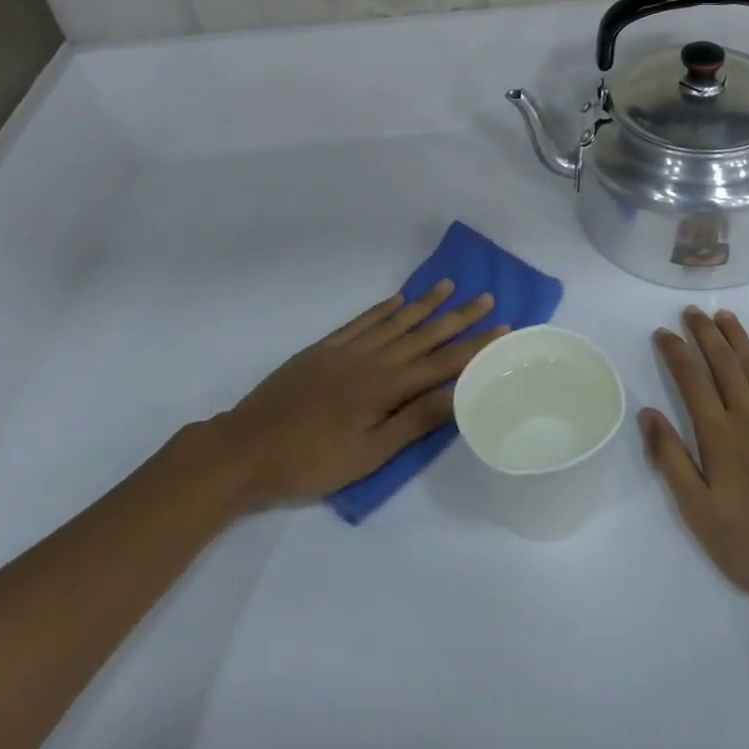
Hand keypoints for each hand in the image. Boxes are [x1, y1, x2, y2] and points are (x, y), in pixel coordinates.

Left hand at [209, 282, 504, 511]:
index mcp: (386, 388)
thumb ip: (415, 421)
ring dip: (424, 304)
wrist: (245, 449)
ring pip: (395, 321)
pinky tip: (397, 299)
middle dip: (458, 317)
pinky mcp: (322, 349)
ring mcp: (345, 350)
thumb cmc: (311, 462)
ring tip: (450, 285)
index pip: (442, 363)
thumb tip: (459, 394)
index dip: (474, 347)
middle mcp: (372, 360)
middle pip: (423, 335)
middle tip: (486, 296)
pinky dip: (382, 309)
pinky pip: (361, 321)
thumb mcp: (369, 454)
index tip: (503, 328)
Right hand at [642, 308, 748, 622]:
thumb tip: (648, 414)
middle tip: (693, 311)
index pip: (691, 381)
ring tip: (725, 317)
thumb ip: (672, 460)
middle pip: (724, 364)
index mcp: (718, 436)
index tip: (664, 332)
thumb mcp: (700, 513)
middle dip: (705, 334)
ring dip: (739, 339)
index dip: (676, 352)